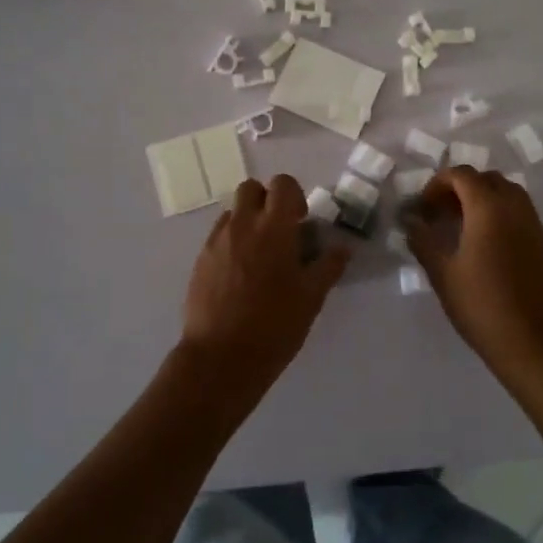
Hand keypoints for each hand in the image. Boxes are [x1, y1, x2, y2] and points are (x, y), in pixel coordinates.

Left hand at [181, 175, 350, 388]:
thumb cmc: (274, 325)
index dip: (294, 196)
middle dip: (267, 200)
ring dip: (248, 220)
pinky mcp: (200, 260)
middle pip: (251, 188)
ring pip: (232, 211)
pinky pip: (218, 235)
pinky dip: (232, 241)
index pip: (282, 184)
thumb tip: (342, 248)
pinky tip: (241, 273)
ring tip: (260, 254)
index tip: (302, 221)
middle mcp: (242, 225)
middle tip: (280, 230)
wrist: (221, 358)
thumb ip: (328, 267)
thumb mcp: (311, 298)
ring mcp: (217, 241)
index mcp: (274, 228)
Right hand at [406, 167, 542, 369]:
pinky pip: (520, 213)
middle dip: (460, 189)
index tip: (423, 208)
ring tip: (462, 228)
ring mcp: (534, 224)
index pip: (462, 174)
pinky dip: (500, 215)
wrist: (535, 341)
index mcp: (488, 207)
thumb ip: (423, 241)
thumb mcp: (443, 274)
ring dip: (482, 200)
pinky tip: (486, 246)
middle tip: (441, 215)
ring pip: (507, 194)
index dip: (437, 184)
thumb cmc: (482, 305)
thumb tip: (410, 221)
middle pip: (486, 179)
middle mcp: (515, 206)